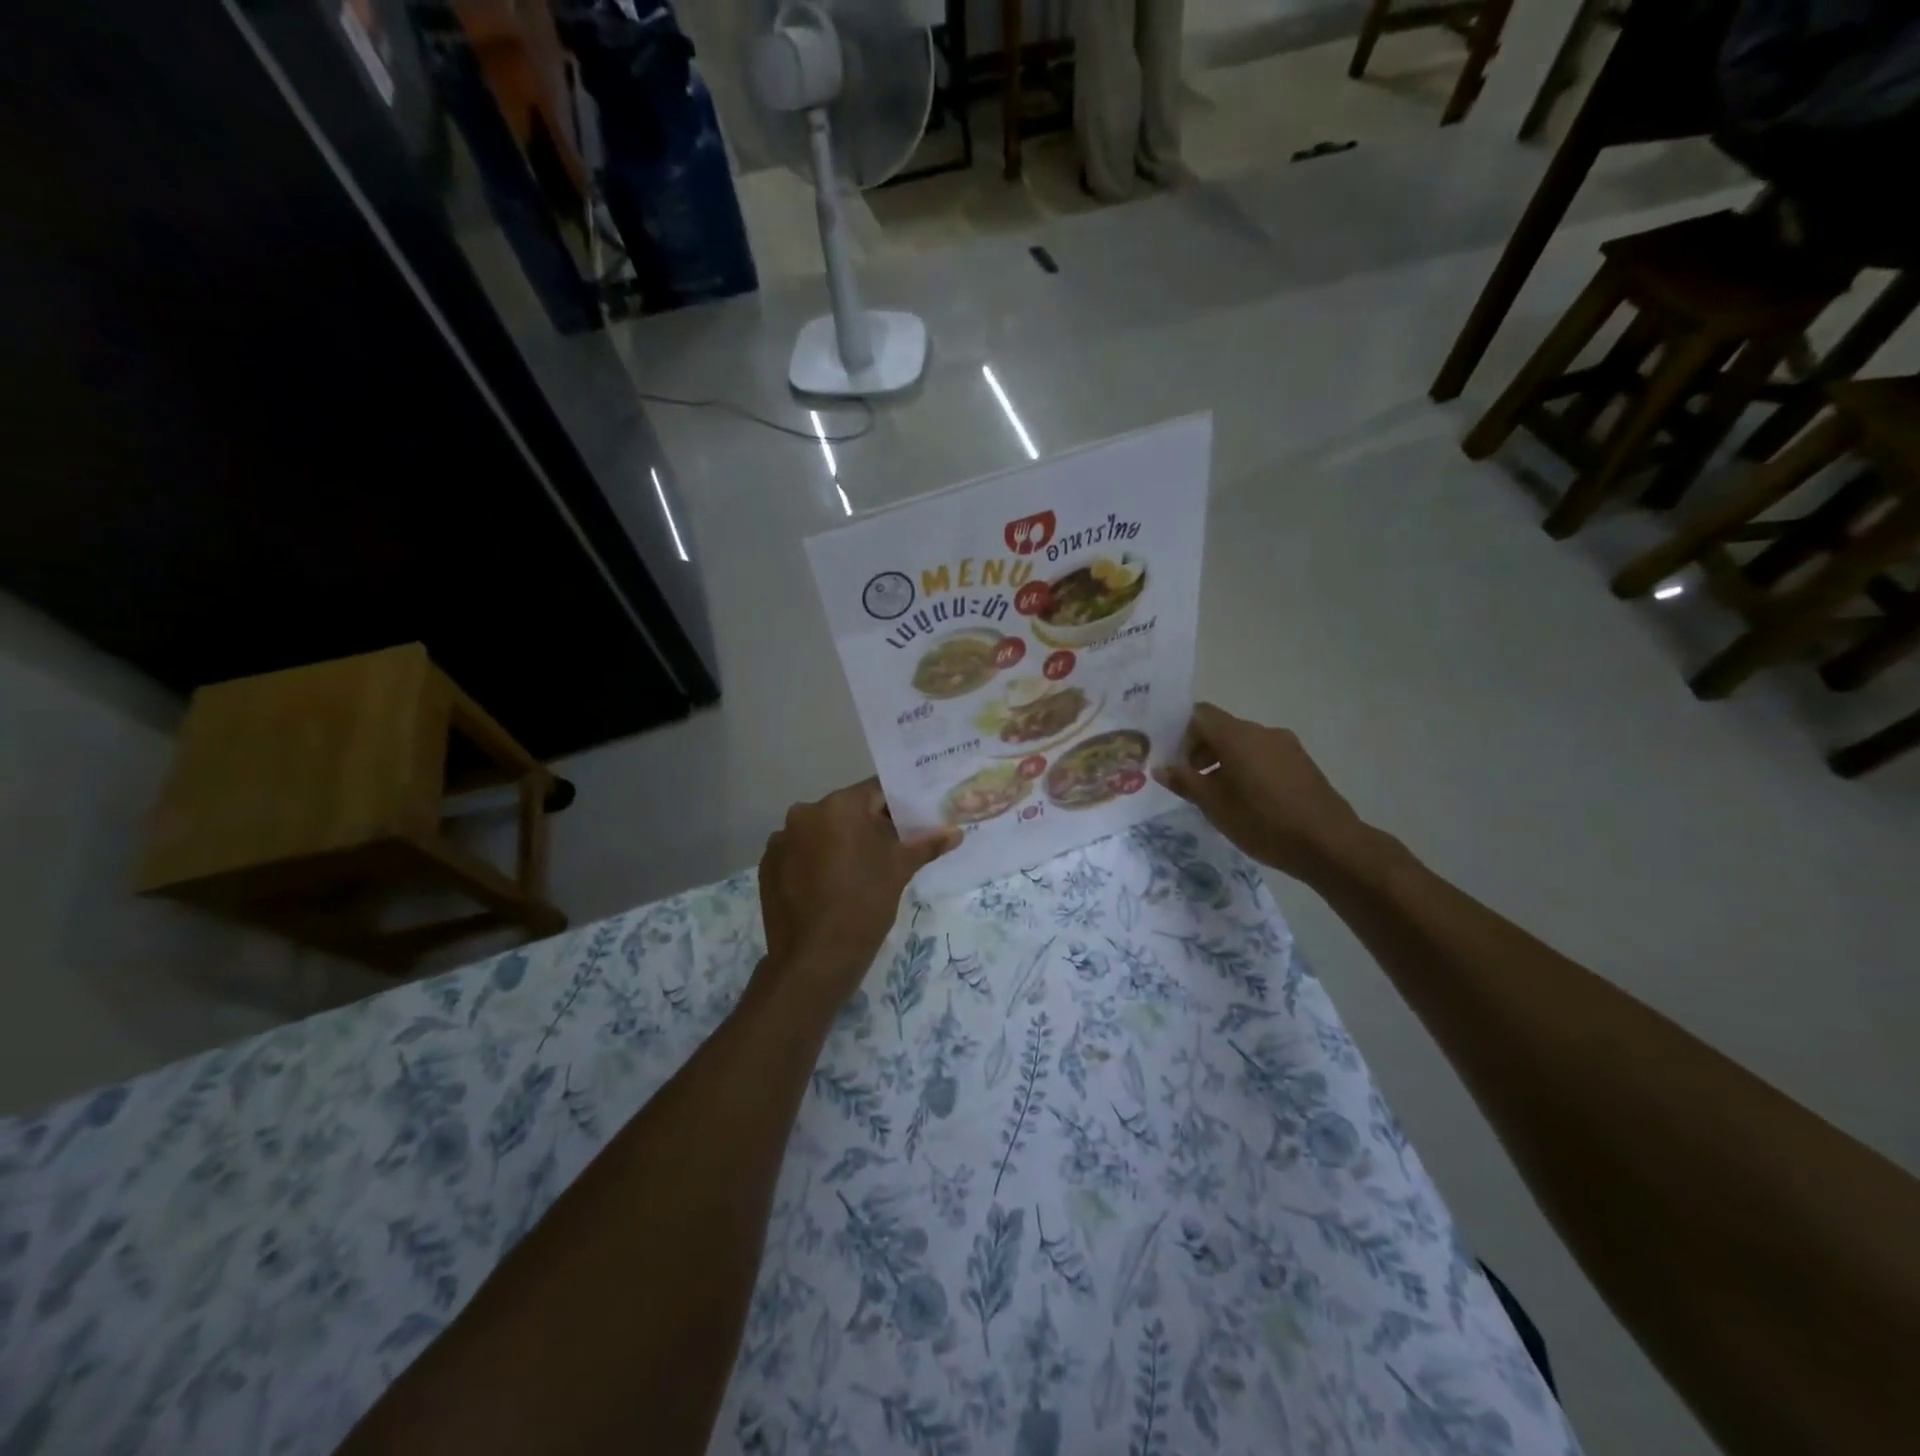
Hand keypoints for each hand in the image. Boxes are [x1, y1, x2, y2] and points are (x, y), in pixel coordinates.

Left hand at [757, 780, 959, 1003]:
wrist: (814, 960)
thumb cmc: (864, 905)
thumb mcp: (899, 871)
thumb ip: (926, 844)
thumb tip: (956, 832)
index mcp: (839, 806)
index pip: (876, 791)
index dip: (897, 805)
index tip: (912, 822)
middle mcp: (805, 812)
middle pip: (847, 811)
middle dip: (869, 826)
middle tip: (891, 849)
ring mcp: (781, 839)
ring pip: (822, 831)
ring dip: (839, 843)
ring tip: (859, 872)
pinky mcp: (768, 865)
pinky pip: (800, 852)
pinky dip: (816, 861)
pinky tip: (830, 886)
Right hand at [1154, 703, 1380, 885]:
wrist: (1329, 843)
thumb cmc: (1262, 821)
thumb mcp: (1213, 805)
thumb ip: (1184, 781)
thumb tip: (1160, 767)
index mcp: (1236, 735)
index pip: (1199, 714)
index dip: (1180, 732)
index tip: (1172, 760)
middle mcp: (1262, 732)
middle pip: (1221, 728)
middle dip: (1200, 750)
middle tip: (1189, 782)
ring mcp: (1286, 746)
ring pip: (1243, 744)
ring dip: (1224, 761)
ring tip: (1218, 796)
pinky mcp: (1302, 763)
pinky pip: (1264, 756)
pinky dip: (1247, 769)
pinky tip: (1248, 801)